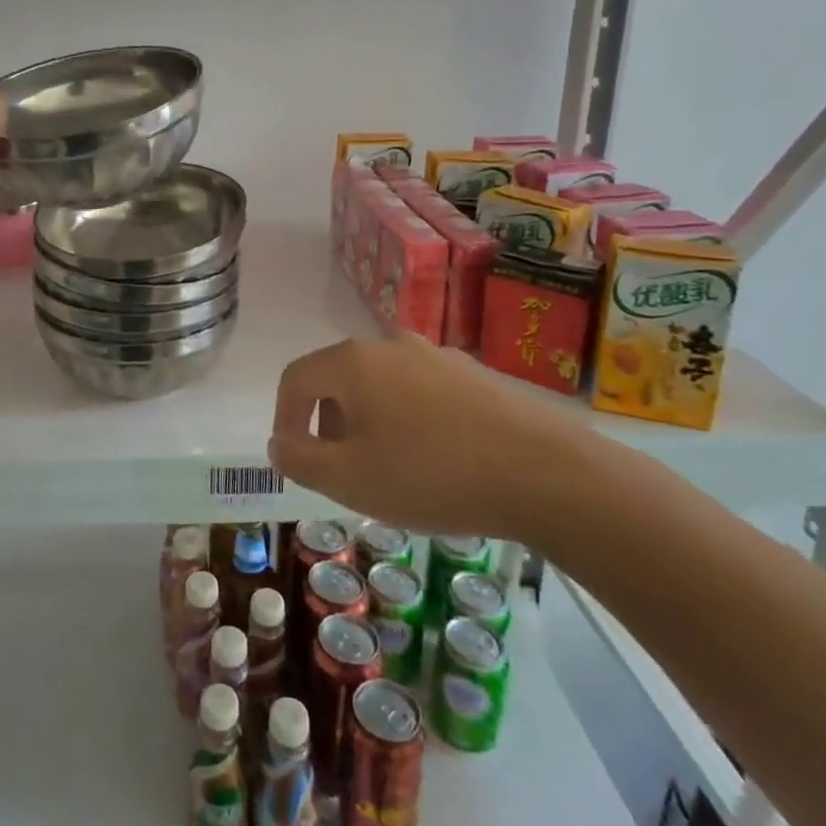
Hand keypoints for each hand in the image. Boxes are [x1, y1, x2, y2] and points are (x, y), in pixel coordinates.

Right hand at [268, 335, 595, 542]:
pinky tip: (436, 461)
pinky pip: (421, 393)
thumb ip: (300, 459)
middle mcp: (390, 345)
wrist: (546, 472)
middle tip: (342, 470)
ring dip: (369, 423)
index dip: (284, 418)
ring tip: (390, 470)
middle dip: (329, 424)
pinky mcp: (475, 375)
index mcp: (353, 362)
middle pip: (339, 379)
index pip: (296, 378)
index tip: (295, 458)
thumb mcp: (349, 480)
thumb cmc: (431, 474)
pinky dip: (409, 421)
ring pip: (381, 385)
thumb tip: (279, 442)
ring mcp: (437, 356)